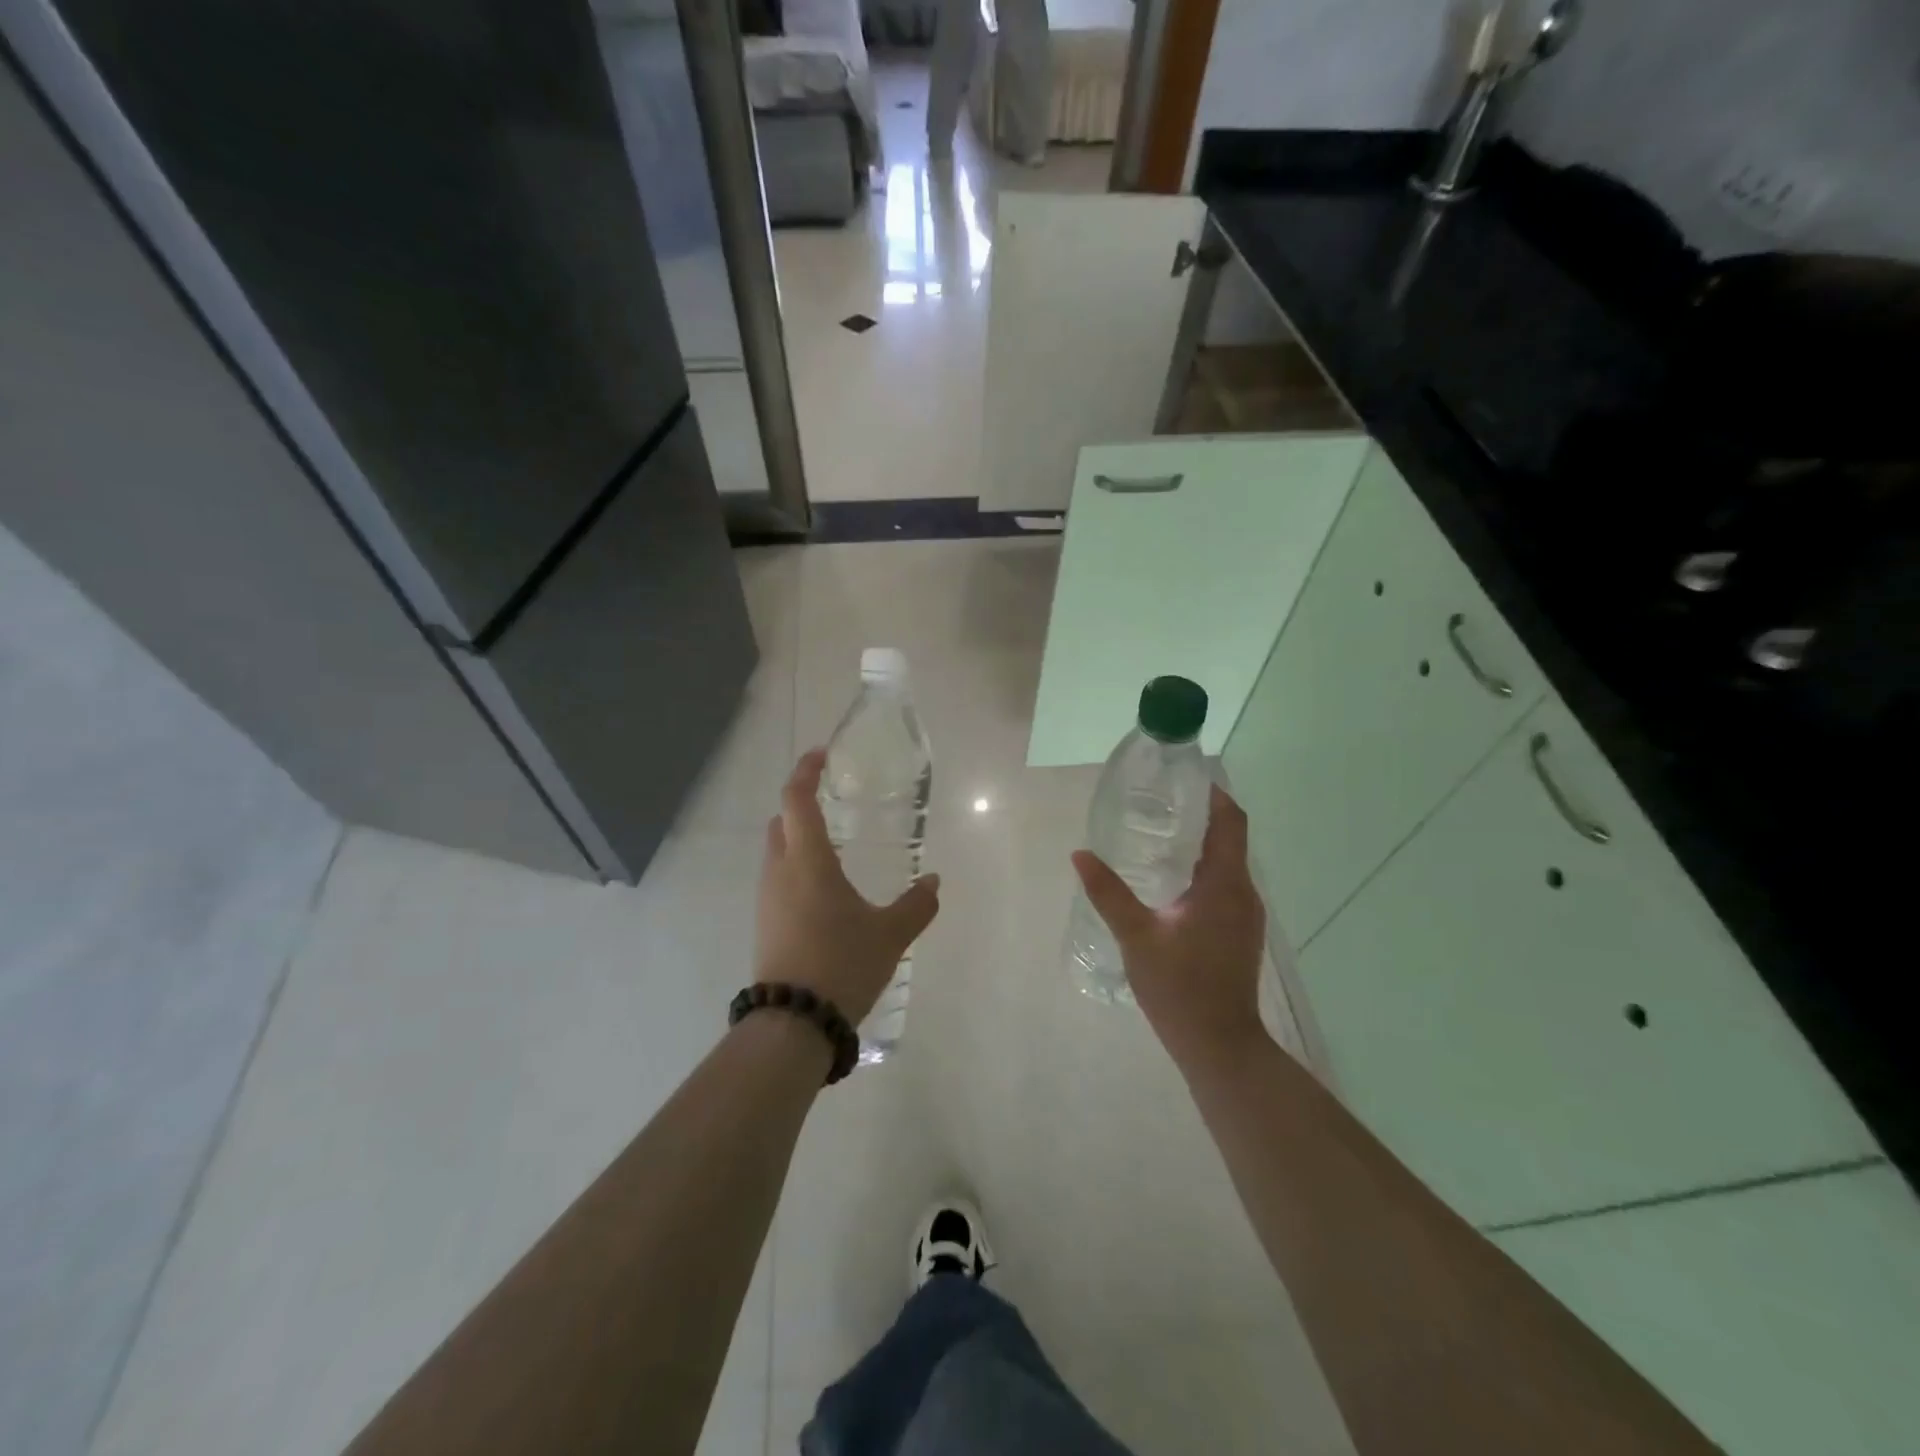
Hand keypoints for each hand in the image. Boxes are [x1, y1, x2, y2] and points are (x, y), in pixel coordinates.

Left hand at [755, 749, 940, 1024]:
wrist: (794, 1023)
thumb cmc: (842, 963)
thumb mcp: (890, 934)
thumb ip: (917, 904)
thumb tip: (935, 881)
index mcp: (808, 861)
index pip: (796, 800)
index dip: (805, 771)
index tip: (821, 755)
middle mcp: (780, 872)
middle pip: (781, 822)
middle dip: (800, 805)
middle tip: (831, 803)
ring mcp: (767, 900)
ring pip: (777, 853)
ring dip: (798, 841)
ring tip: (834, 850)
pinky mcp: (765, 925)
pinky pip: (778, 881)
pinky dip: (796, 870)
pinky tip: (824, 892)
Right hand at [1071, 784, 1268, 1070]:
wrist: (1219, 1045)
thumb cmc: (1180, 987)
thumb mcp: (1137, 936)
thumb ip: (1108, 893)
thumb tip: (1080, 854)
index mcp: (1225, 885)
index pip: (1231, 822)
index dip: (1214, 795)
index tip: (1186, 778)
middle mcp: (1243, 893)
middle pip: (1229, 839)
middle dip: (1200, 816)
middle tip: (1158, 803)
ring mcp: (1244, 915)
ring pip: (1227, 865)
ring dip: (1200, 845)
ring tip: (1159, 835)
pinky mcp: (1238, 933)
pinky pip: (1223, 887)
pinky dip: (1201, 871)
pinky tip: (1169, 882)